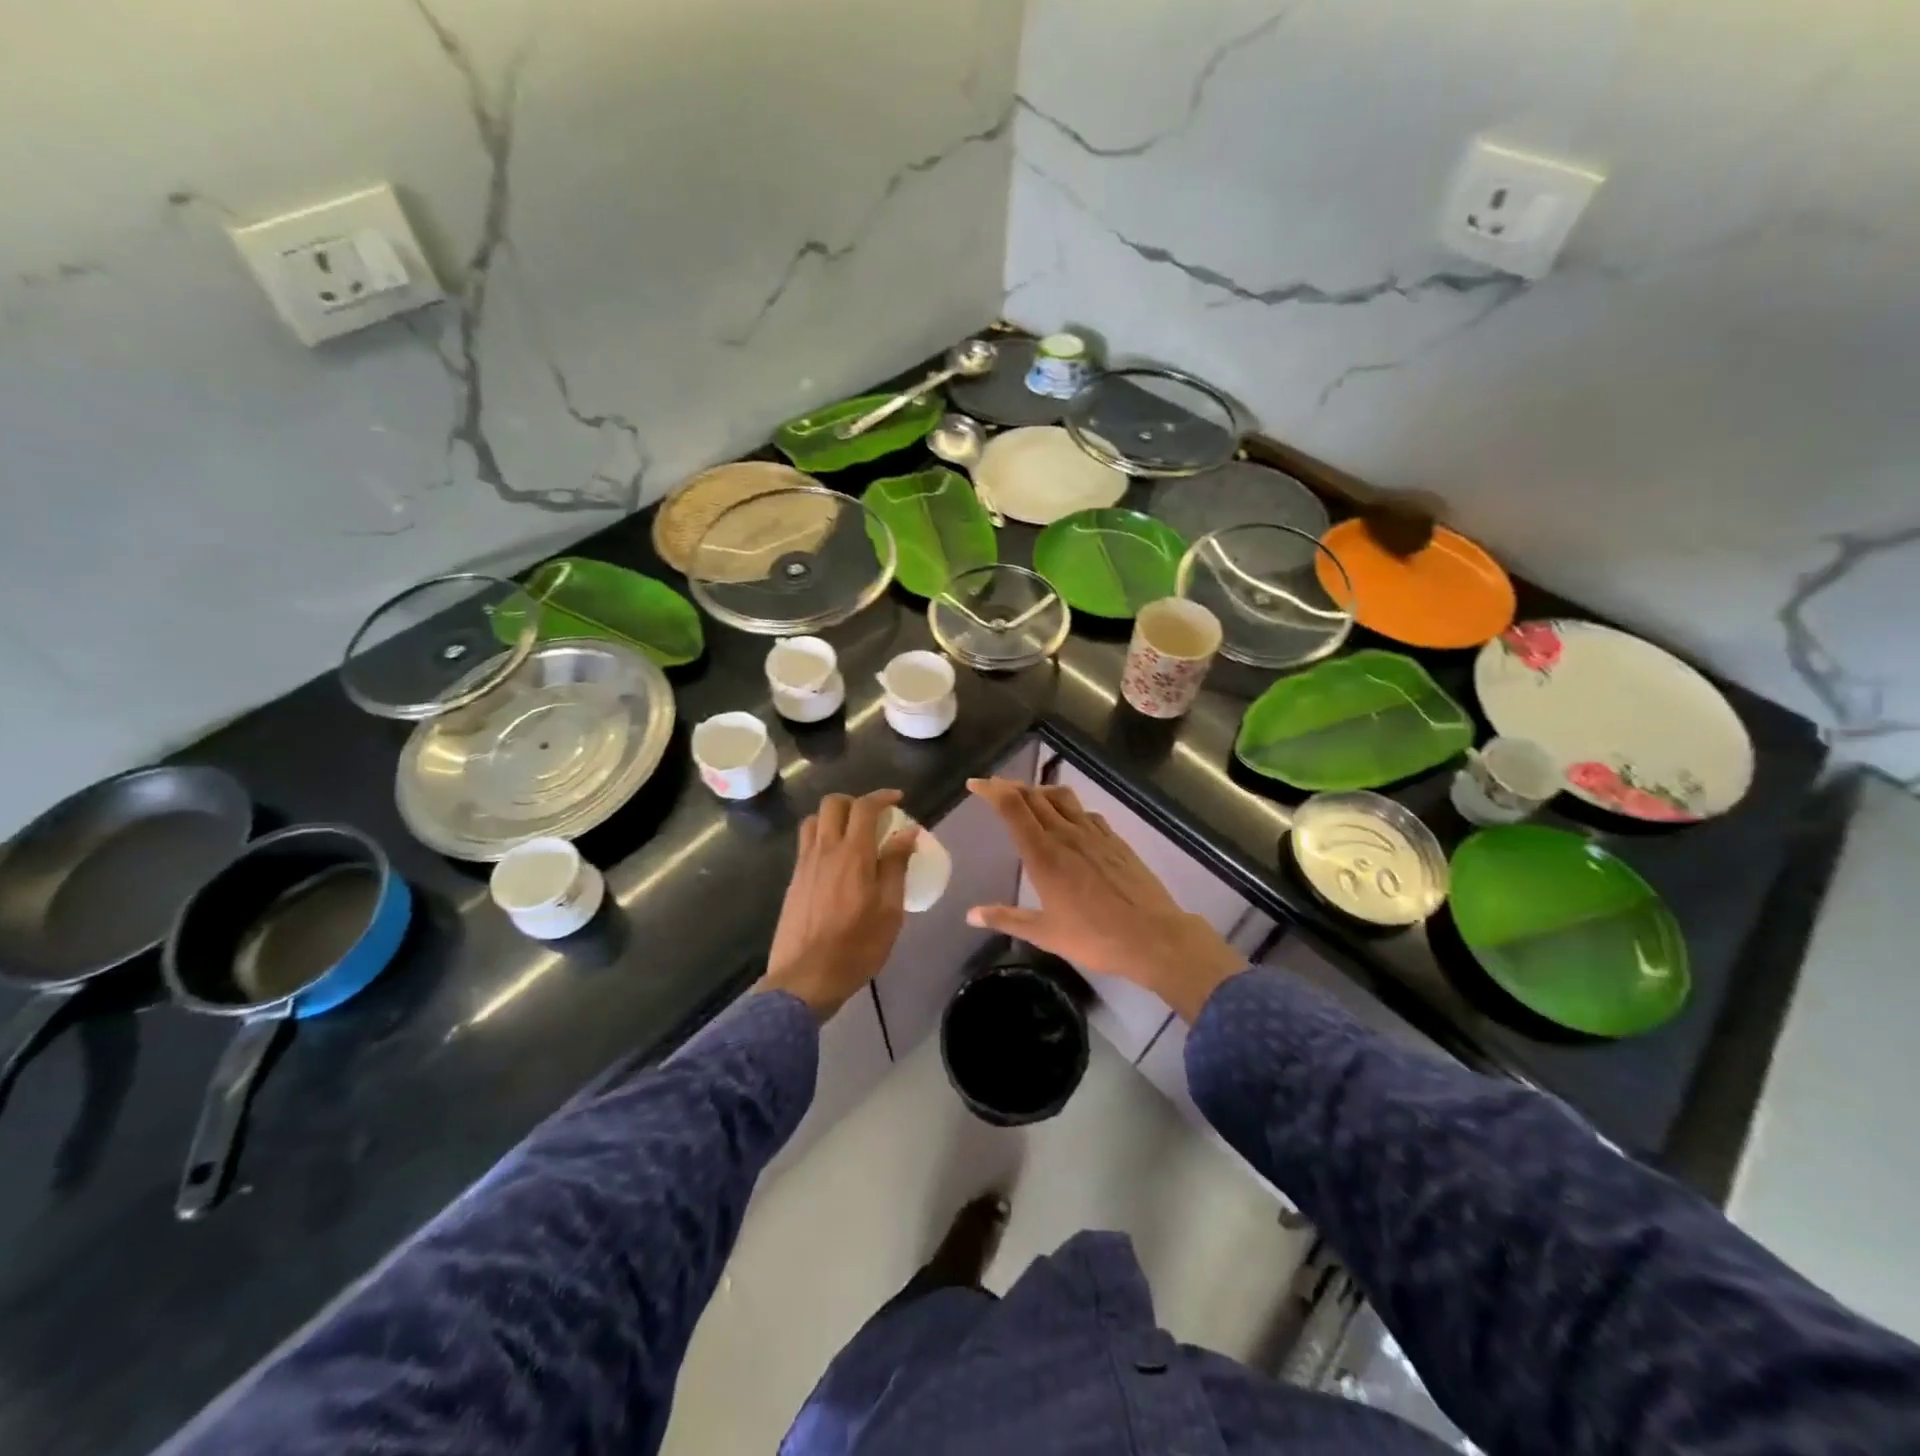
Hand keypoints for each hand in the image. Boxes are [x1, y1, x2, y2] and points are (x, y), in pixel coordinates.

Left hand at [759, 790, 918, 1019]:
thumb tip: (908, 832)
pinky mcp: (793, 882)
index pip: (864, 807)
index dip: (882, 796)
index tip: (898, 799)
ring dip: (834, 817)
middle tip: (875, 817)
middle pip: (833, 804)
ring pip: (814, 821)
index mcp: (852, 854)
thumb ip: (896, 866)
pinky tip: (837, 862)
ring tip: (853, 835)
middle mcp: (824, 851)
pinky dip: (823, 838)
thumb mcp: (889, 910)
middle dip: (855, 801)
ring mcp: (804, 865)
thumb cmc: (857, 946)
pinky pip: (806, 844)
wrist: (805, 979)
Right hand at [964, 778, 1243, 1021]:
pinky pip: (1086, 812)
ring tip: (1029, 798)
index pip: (1013, 808)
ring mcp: (1094, 833)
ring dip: (1040, 791)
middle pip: (1034, 796)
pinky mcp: (1115, 839)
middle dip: (1010, 787)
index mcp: (1043, 854)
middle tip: (995, 788)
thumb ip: (1006, 919)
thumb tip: (971, 915)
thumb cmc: (1095, 937)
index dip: (992, 791)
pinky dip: (1069, 808)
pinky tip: (1069, 821)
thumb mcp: (1045, 933)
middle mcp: (1066, 834)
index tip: (976, 784)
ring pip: (1062, 797)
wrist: (1153, 936)